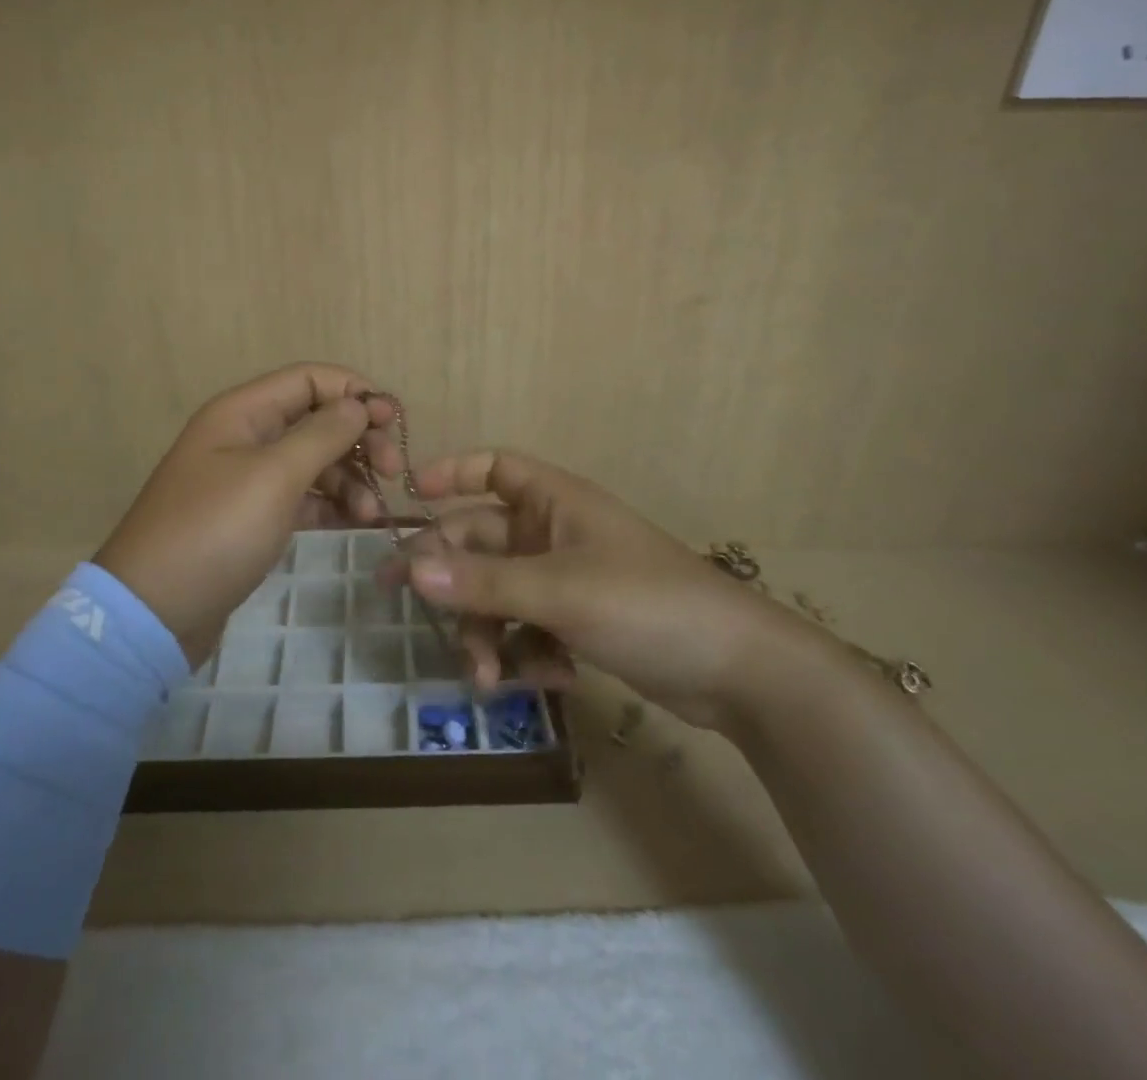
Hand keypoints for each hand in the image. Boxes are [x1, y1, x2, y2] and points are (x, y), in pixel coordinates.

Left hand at [95, 364, 400, 664]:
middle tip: (395, 472)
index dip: (355, 392)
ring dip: (351, 479)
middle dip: (359, 440)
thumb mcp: (274, 476)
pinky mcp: (254, 517)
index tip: (393, 423)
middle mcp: (246, 436)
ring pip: (315, 461)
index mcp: (243, 412)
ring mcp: (249, 479)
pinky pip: (304, 497)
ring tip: (372, 514)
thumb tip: (359, 403)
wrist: (153, 612)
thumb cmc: (215, 531)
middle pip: (317, 419)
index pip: (310, 379)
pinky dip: (332, 505)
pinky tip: (357, 523)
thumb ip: (322, 434)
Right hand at [388, 450, 816, 729]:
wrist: (736, 671)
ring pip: (498, 594)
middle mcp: (554, 534)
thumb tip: (410, 568)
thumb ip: (484, 582)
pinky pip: (527, 628)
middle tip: (411, 606)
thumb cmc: (646, 604)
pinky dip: (525, 654)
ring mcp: (565, 580)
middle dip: (453, 580)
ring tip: (486, 676)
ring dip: (486, 631)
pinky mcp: (578, 623)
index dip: (451, 473)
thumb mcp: (560, 590)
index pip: (494, 467)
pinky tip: (547, 679)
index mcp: (554, 502)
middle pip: (481, 542)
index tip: (410, 499)